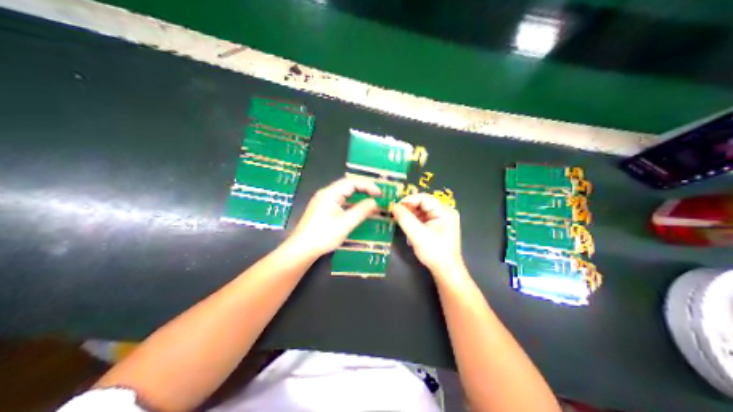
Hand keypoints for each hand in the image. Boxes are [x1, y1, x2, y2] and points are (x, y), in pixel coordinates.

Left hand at [287, 177, 380, 256]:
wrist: (301, 248)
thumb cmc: (323, 235)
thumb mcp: (346, 223)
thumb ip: (361, 211)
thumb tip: (375, 202)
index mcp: (330, 193)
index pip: (352, 182)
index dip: (368, 185)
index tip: (380, 194)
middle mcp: (326, 193)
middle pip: (348, 185)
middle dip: (364, 189)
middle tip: (378, 196)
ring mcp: (323, 201)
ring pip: (344, 193)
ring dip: (358, 196)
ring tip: (371, 202)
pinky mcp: (322, 209)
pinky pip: (340, 201)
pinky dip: (351, 203)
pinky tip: (358, 210)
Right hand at [389, 193, 462, 272]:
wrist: (446, 270)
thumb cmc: (434, 252)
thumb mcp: (417, 234)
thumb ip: (404, 218)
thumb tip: (393, 206)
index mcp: (444, 211)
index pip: (424, 198)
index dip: (408, 200)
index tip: (394, 206)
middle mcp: (445, 212)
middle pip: (423, 204)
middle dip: (409, 208)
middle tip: (395, 213)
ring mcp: (443, 220)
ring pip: (423, 211)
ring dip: (411, 215)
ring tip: (399, 220)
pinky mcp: (439, 227)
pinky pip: (425, 219)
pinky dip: (415, 221)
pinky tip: (407, 227)